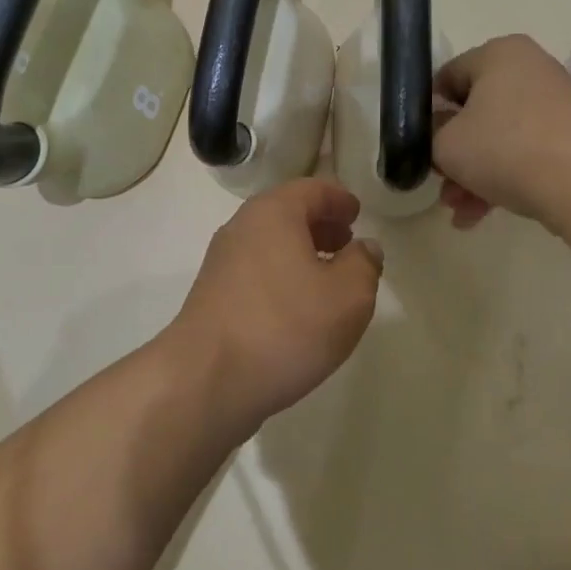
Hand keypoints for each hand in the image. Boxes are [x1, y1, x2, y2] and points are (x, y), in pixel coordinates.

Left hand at [166, 178, 383, 432]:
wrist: (206, 380)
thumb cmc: (285, 326)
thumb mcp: (348, 296)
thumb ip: (364, 265)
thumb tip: (363, 248)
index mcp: (273, 213)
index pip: (312, 189)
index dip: (339, 198)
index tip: (357, 213)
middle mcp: (241, 228)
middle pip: (286, 214)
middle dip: (320, 225)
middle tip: (346, 242)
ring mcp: (221, 263)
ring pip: (269, 244)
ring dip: (300, 253)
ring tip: (327, 278)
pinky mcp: (212, 296)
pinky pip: (255, 271)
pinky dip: (281, 276)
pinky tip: (297, 308)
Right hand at [433, 35, 570, 228]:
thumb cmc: (504, 148)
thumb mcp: (445, 143)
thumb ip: (430, 133)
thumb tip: (439, 131)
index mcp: (498, 54)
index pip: (446, 78)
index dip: (426, 114)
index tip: (419, 146)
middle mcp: (529, 69)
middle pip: (473, 112)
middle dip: (452, 154)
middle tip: (440, 184)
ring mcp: (554, 103)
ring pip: (497, 138)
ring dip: (472, 174)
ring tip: (458, 210)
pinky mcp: (570, 137)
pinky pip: (523, 153)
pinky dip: (501, 179)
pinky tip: (479, 215)